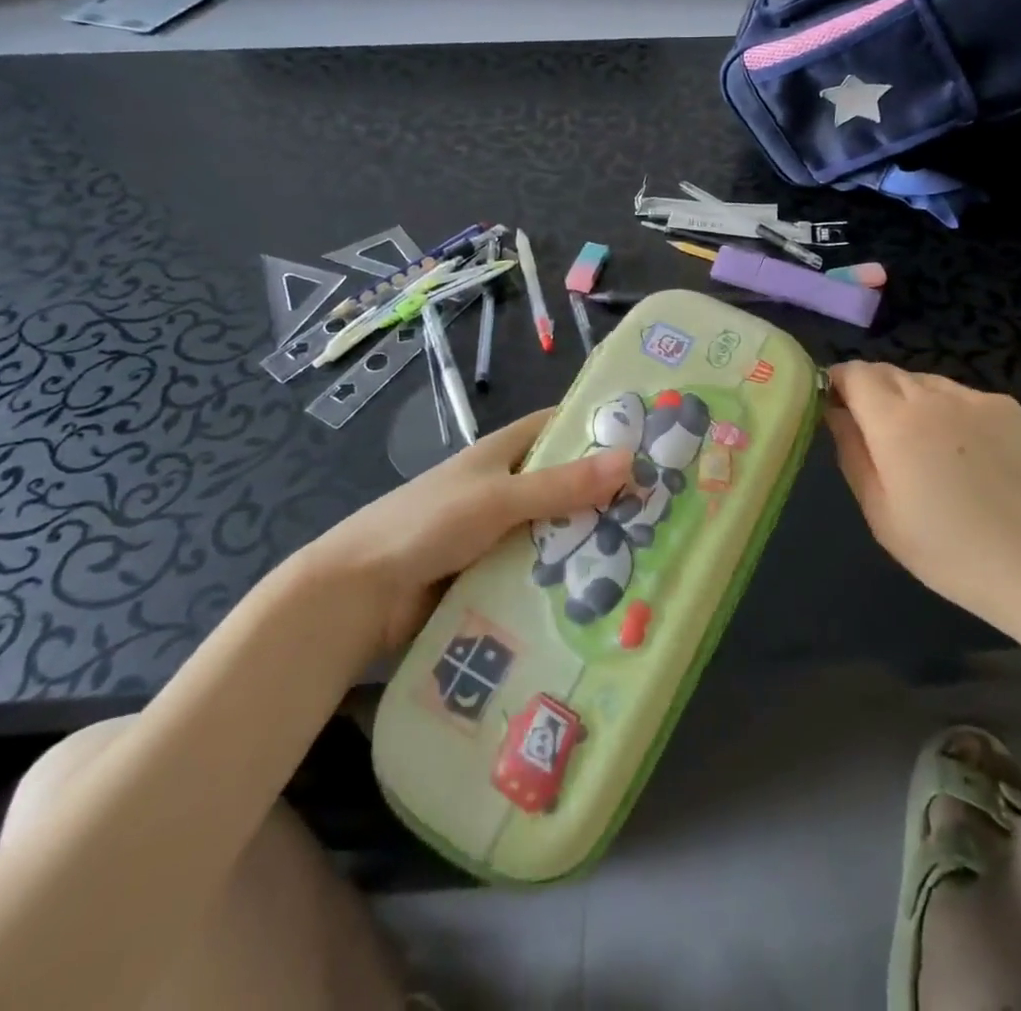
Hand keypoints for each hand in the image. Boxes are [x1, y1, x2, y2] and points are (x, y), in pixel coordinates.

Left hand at [304, 410, 631, 648]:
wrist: (359, 592)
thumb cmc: (427, 524)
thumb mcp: (498, 499)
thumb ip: (561, 485)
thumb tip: (631, 460)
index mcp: (500, 453)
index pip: (556, 427)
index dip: (597, 427)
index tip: (647, 438)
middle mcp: (502, 487)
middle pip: (562, 483)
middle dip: (604, 493)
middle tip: (661, 508)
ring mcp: (496, 533)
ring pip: (552, 530)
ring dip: (586, 541)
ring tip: (646, 555)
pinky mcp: (489, 574)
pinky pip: (536, 570)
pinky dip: (561, 578)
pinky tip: (601, 594)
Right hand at [825, 362, 1020, 639]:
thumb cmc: (947, 550)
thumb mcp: (879, 512)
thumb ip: (851, 452)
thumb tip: (835, 412)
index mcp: (895, 422)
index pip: (854, 373)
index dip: (838, 382)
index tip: (833, 406)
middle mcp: (934, 397)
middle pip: (888, 371)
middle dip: (870, 391)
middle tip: (873, 433)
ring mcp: (977, 399)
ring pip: (925, 382)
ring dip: (909, 400)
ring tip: (921, 446)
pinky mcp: (1010, 409)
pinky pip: (961, 396)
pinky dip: (948, 411)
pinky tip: (963, 454)